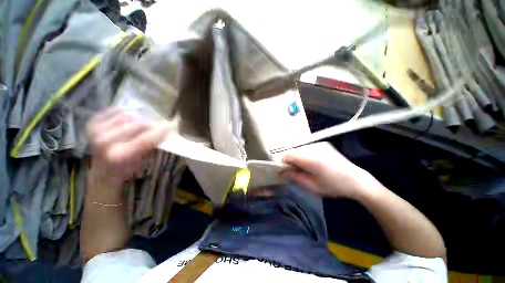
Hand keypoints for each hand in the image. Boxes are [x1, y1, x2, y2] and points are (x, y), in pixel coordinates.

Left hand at [86, 108, 168, 188]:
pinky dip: (124, 113)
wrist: (102, 171)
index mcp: (120, 156)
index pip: (145, 139)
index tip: (169, 126)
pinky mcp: (92, 124)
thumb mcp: (143, 161)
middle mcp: (105, 142)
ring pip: (127, 116)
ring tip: (142, 125)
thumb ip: (152, 145)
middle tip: (156, 127)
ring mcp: (96, 131)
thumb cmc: (127, 169)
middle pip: (137, 124)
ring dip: (138, 119)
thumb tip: (164, 130)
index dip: (159, 131)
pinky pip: (113, 111)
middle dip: (150, 125)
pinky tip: (128, 120)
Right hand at [281, 142, 375, 198]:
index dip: (283, 161)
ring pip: (300, 149)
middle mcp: (314, 148)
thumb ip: (295, 177)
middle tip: (294, 171)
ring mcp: (319, 145)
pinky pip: (307, 148)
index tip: (283, 170)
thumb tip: (282, 171)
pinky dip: (304, 155)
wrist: (357, 180)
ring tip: (304, 168)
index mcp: (312, 159)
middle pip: (293, 151)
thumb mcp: (312, 186)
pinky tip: (312, 163)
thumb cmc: (334, 186)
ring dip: (297, 157)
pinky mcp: (323, 144)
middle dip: (290, 160)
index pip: (288, 154)